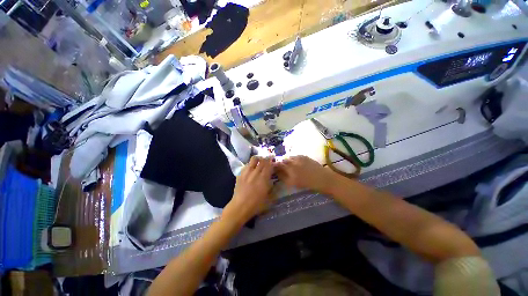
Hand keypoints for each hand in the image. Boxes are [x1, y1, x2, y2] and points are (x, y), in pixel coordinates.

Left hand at [223, 156, 274, 223]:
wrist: (240, 207)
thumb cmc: (256, 204)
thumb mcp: (269, 198)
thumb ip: (273, 187)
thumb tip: (274, 180)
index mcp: (263, 178)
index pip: (269, 164)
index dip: (272, 161)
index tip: (274, 161)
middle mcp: (255, 172)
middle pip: (262, 160)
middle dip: (267, 158)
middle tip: (268, 160)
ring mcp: (247, 172)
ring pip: (253, 159)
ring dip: (258, 158)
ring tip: (260, 161)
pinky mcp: (240, 174)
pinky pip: (247, 164)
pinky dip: (251, 164)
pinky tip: (252, 168)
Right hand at [275, 155, 336, 193]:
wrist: (322, 179)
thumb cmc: (308, 184)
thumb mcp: (293, 183)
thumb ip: (283, 177)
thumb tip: (277, 173)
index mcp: (290, 171)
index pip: (278, 166)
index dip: (275, 166)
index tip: (274, 167)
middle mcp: (293, 163)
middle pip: (283, 160)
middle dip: (281, 163)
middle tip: (282, 167)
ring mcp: (299, 159)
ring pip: (289, 157)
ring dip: (287, 160)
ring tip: (289, 164)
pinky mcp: (304, 156)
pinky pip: (295, 156)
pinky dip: (293, 158)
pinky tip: (296, 162)